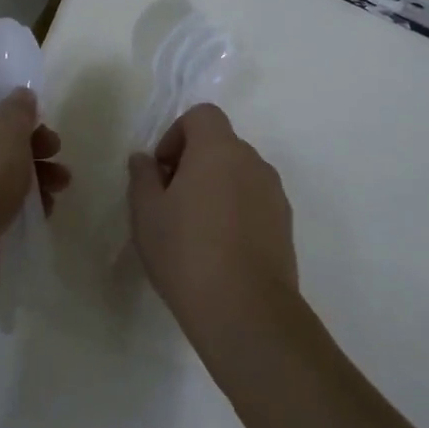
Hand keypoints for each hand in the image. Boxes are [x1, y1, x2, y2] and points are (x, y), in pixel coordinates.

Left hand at [0, 83, 69, 291]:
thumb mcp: (7, 131)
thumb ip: (19, 109)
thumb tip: (20, 96)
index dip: (6, 94)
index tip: (34, 106)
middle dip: (31, 140)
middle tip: (55, 148)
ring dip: (34, 173)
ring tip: (61, 184)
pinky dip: (22, 203)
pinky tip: (46, 210)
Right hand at [128, 105, 296, 356]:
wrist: (247, 312)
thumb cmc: (187, 252)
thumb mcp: (147, 213)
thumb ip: (143, 176)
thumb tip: (145, 159)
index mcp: (219, 149)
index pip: (202, 115)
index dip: (177, 134)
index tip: (162, 170)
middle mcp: (252, 162)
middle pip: (221, 144)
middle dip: (194, 162)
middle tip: (172, 200)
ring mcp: (274, 194)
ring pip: (239, 174)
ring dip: (216, 186)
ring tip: (195, 228)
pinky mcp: (285, 225)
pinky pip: (255, 201)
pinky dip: (236, 210)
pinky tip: (220, 249)